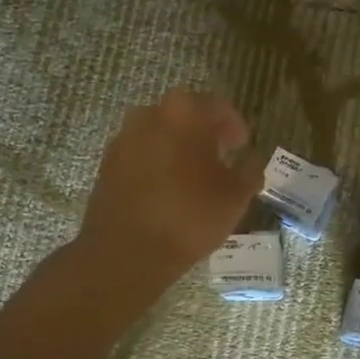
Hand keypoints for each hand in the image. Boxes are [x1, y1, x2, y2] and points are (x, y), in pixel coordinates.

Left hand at [77, 89, 267, 285]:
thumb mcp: (236, 196)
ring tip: (194, 177)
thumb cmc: (190, 215)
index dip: (236, 127)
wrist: (127, 251)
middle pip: (186, 115)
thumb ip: (250, 172)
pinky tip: (168, 190)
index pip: (219, 108)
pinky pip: (141, 154)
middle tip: (221, 158)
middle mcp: (150, 114)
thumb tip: (252, 163)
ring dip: (179, 147)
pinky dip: (157, 164)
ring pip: (161, 134)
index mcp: (185, 112)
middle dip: (205, 133)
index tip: (243, 148)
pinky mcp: (107, 163)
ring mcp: (124, 137)